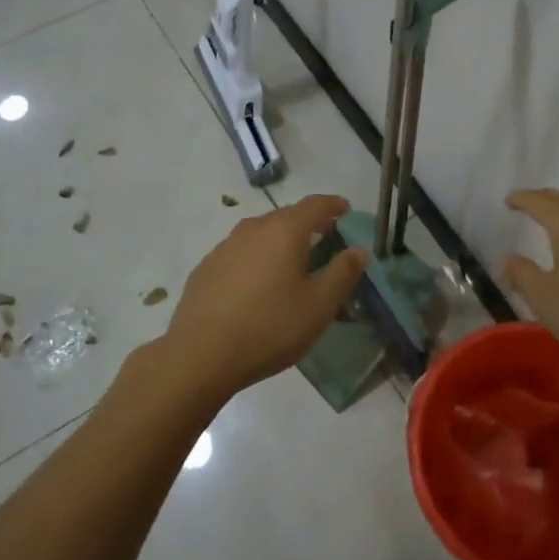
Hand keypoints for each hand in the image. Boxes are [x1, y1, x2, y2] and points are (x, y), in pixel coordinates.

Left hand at [158, 194, 366, 401]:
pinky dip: (257, 258)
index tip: (346, 209)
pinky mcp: (206, 269)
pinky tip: (259, 284)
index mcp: (284, 231)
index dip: (333, 205)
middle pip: (286, 216)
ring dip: (281, 241)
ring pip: (261, 234)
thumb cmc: (270, 327)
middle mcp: (253, 229)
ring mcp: (224, 247)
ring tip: (293, 261)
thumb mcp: (319, 305)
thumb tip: (358, 251)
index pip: (315, 205)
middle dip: (309, 223)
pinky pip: (240, 253)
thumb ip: (342, 273)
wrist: (201, 355)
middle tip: (326, 236)